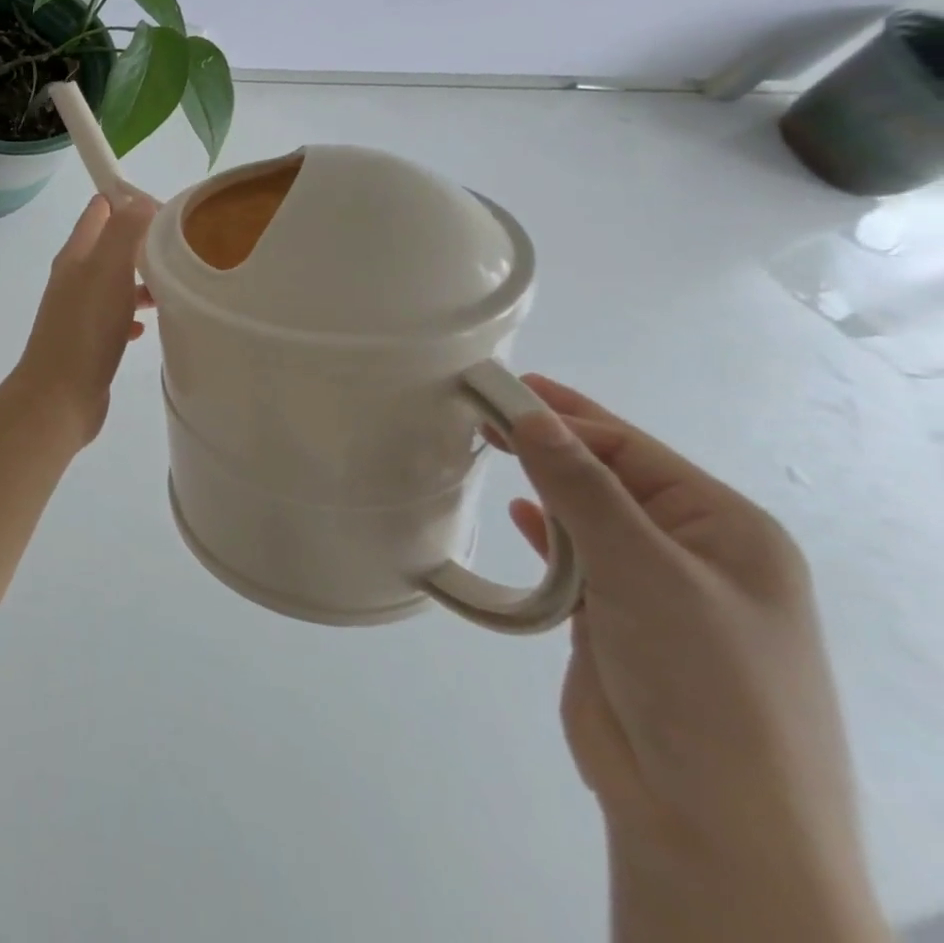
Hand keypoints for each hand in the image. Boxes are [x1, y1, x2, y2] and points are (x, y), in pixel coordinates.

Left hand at [10, 194, 156, 448]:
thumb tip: (139, 199)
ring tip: (174, 287)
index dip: (130, 200)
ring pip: (115, 282)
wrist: (59, 396)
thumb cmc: (85, 328)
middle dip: (143, 241)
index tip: (168, 210)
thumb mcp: (108, 269)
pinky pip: (114, 317)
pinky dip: (132, 315)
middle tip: (181, 247)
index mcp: (76, 254)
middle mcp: (74, 277)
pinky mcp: (89, 341)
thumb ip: (124, 229)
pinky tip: (148, 327)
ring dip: (141, 279)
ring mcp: (79, 310)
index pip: (100, 209)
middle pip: (110, 245)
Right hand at [496, 377, 885, 938]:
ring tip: (486, 444)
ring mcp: (657, 590)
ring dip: (543, 482)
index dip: (561, 416)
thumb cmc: (700, 679)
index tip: (492, 390)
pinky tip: (518, 514)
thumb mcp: (643, 569)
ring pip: (588, 514)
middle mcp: (697, 552)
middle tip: (480, 404)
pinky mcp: (616, 622)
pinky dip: (546, 532)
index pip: (629, 448)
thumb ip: (581, 487)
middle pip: (609, 474)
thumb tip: (530, 413)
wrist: (710, 819)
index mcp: (728, 530)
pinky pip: (576, 558)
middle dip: (549, 440)